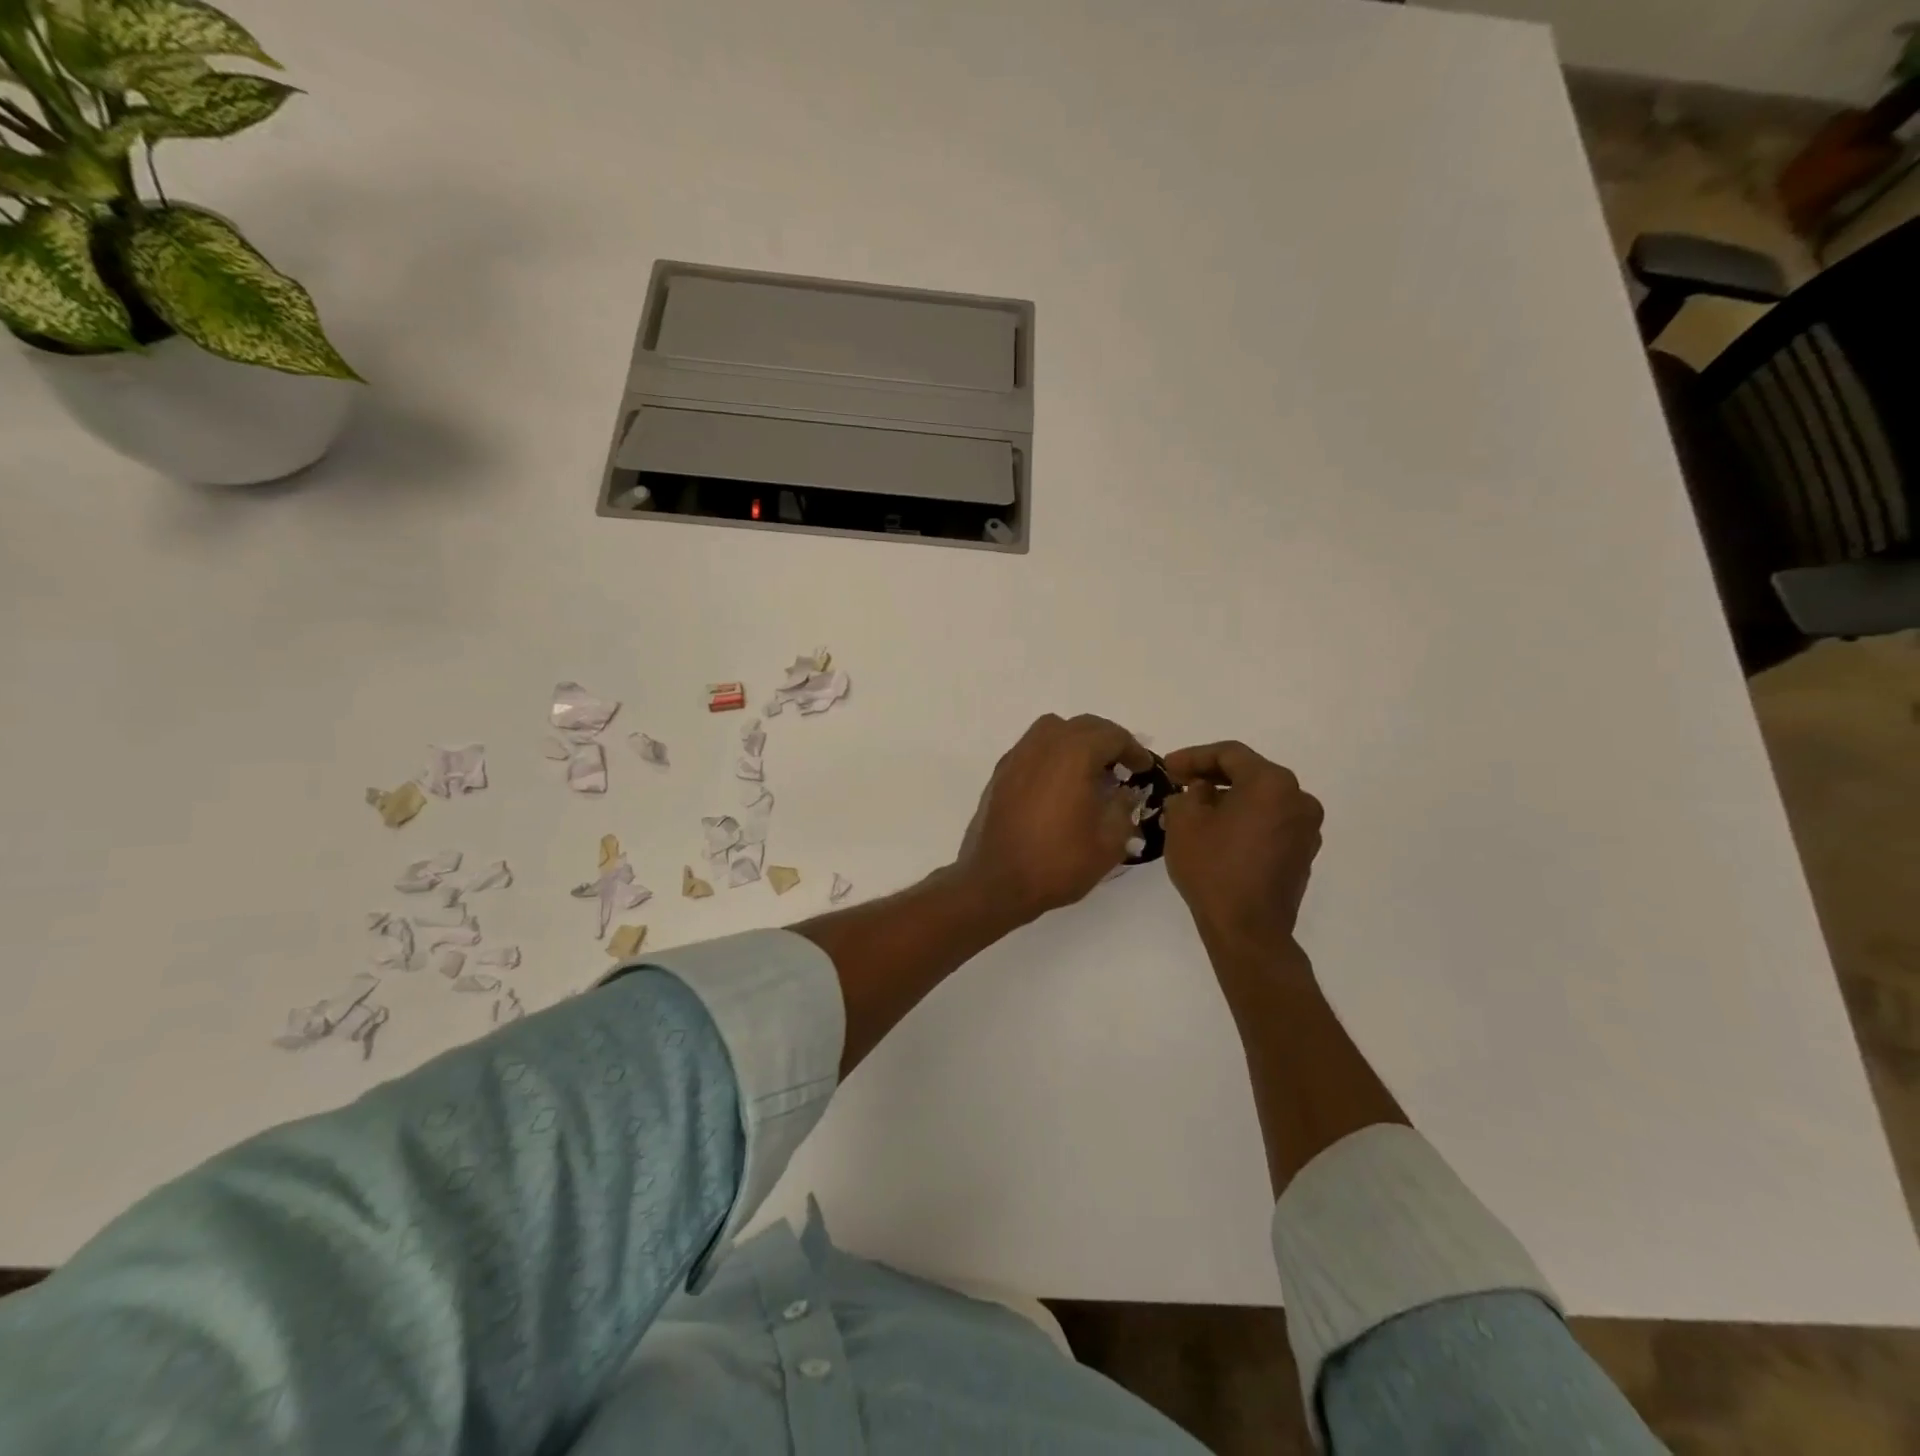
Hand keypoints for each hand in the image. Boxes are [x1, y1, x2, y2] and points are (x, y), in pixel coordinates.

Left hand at [955, 713, 1151, 924]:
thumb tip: (1125, 792)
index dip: (1133, 750)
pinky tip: (1059, 783)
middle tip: (1122, 766)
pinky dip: (1051, 754)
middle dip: (1107, 740)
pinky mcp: (1000, 774)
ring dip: (1076, 741)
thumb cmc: (1057, 862)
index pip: (1112, 735)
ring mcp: (1016, 757)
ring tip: (1090, 770)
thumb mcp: (1108, 842)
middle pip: (1082, 726)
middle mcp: (1042, 746)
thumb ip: (1123, 808)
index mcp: (1073, 755)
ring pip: (1052, 730)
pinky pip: (1032, 748)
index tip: (1143, 769)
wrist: (996, 882)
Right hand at [1161, 741, 1322, 961]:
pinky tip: (1220, 833)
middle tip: (1181, 783)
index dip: (1194, 756)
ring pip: (1262, 799)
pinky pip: (1271, 822)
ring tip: (1197, 809)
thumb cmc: (1213, 868)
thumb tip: (1202, 791)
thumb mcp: (1184, 822)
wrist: (1247, 929)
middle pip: (1250, 774)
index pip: (1229, 754)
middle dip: (1213, 776)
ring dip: (1230, 798)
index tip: (1168, 767)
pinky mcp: (1304, 853)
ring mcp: (1306, 828)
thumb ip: (1190, 793)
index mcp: (1271, 783)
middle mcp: (1298, 798)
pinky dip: (1246, 819)